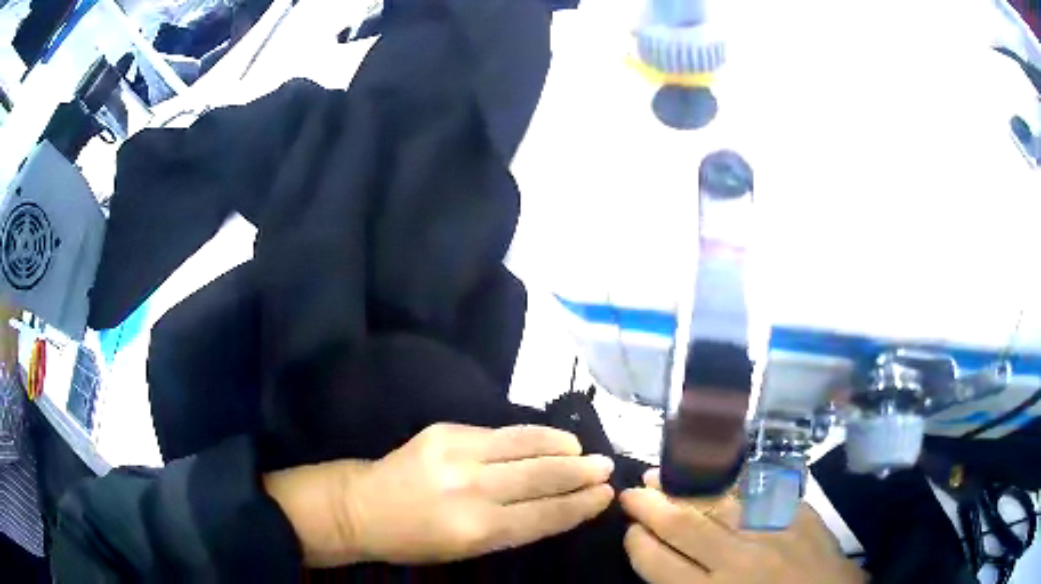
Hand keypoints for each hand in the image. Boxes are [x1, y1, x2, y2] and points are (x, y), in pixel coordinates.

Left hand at [264, 423, 613, 567]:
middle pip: (542, 476)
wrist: (362, 506)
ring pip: (525, 445)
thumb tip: (558, 505)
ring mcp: (457, 454)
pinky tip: (547, 438)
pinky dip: (531, 435)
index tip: (606, 495)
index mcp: (477, 529)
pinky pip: (500, 432)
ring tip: (583, 450)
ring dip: (561, 446)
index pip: (545, 514)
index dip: (581, 505)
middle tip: (606, 467)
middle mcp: (471, 489)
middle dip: (581, 472)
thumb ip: (513, 527)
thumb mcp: (467, 550)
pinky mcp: (445, 431)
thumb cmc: (416, 541)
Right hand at [620, 470, 865, 583]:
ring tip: (662, 472)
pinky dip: (731, 480)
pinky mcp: (797, 514)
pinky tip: (716, 470)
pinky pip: (758, 492)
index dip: (638, 543)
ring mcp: (770, 532)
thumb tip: (662, 559)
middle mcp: (736, 560)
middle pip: (682, 526)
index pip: (658, 562)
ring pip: (717, 502)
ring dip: (685, 486)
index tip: (631, 530)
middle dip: (650, 506)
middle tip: (631, 492)